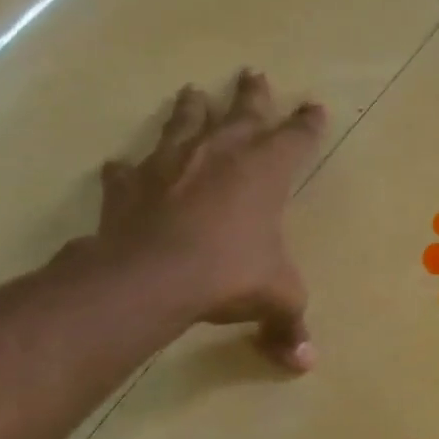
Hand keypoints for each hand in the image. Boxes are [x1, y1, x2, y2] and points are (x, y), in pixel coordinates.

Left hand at [91, 72, 326, 371]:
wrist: (153, 275)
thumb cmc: (231, 274)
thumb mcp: (276, 299)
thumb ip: (289, 326)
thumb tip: (305, 365)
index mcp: (265, 172)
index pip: (295, 138)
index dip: (307, 124)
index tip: (314, 106)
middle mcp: (221, 155)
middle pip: (241, 113)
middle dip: (252, 95)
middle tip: (253, 73)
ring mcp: (172, 163)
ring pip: (184, 123)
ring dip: (191, 108)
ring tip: (192, 91)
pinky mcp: (131, 184)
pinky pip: (130, 168)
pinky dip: (131, 168)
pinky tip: (123, 166)